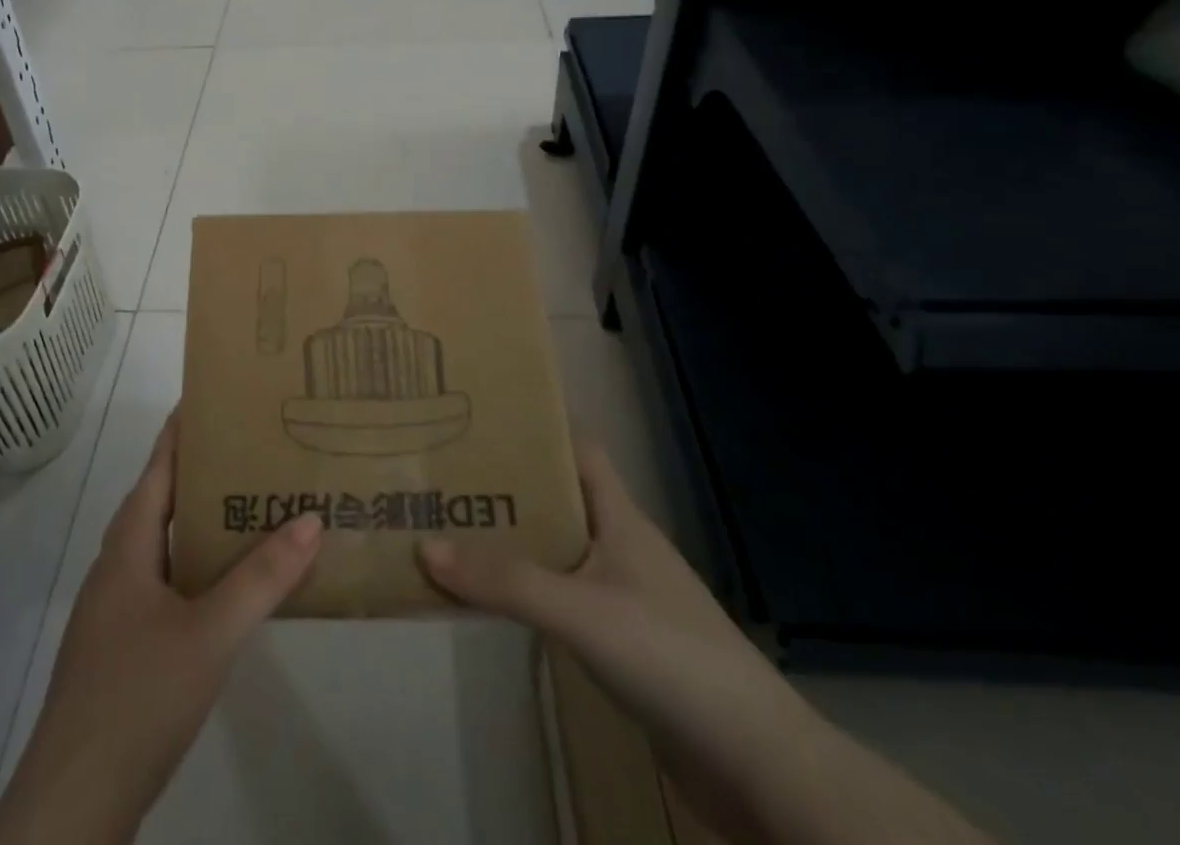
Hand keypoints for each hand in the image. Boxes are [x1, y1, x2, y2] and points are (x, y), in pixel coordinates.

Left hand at [0, 413, 321, 844]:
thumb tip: (311, 519)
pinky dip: (198, 567)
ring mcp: (116, 610)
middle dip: (204, 472)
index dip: (184, 429)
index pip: (158, 467)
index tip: (218, 396)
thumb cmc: (138, 696)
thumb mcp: (210, 633)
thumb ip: (261, 577)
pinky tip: (229, 585)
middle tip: (253, 449)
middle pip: (161, 501)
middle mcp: (118, 566)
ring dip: (202, 523)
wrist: (73, 803)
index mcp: (128, 546)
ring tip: (251, 506)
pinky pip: (166, 583)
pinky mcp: (123, 647)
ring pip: (164, 546)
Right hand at [418, 445, 815, 839]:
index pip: (579, 450)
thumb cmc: (669, 655)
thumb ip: (505, 581)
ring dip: (513, 540)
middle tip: (446, 474)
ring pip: (557, 550)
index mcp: (621, 517)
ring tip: (453, 528)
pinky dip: (527, 590)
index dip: (538, 428)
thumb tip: (425, 546)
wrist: (754, 763)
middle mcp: (621, 546)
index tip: (484, 417)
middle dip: (507, 486)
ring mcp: (624, 595)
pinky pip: (562, 597)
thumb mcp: (580, 610)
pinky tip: (493, 598)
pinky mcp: (623, 642)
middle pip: (558, 499)